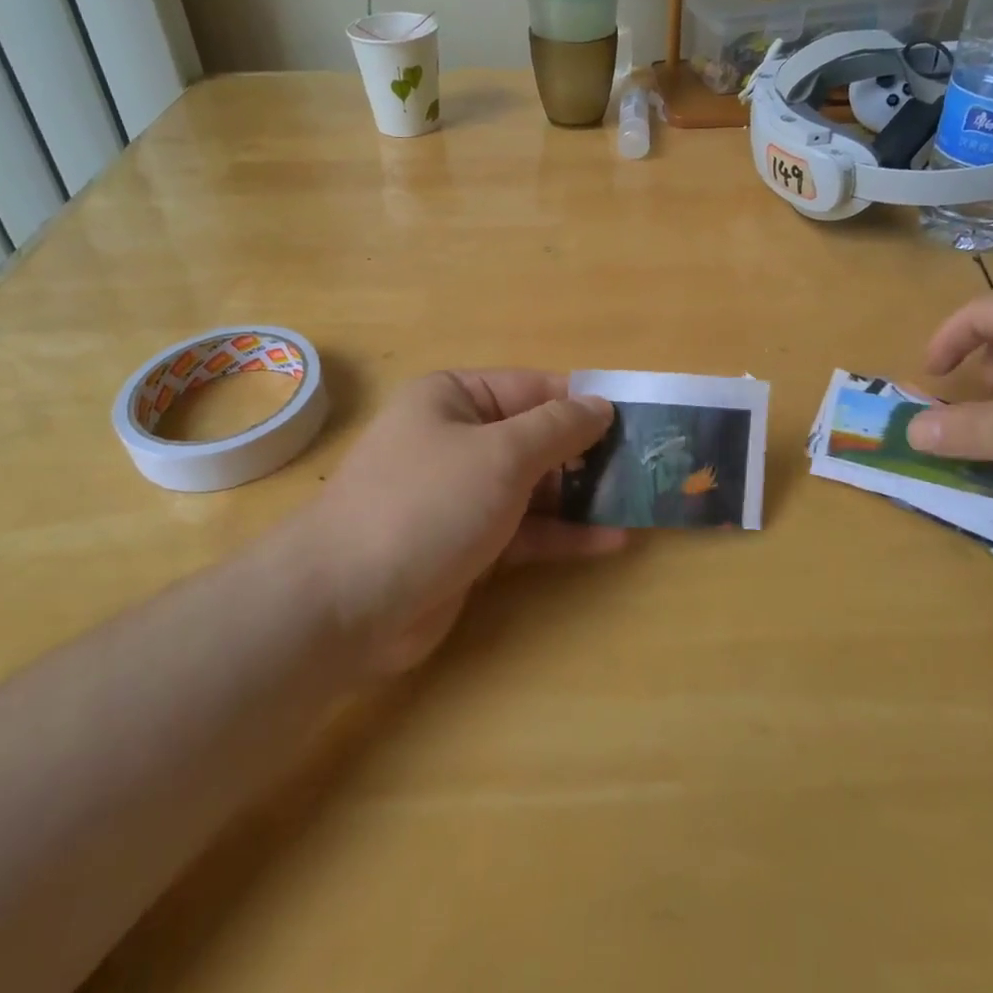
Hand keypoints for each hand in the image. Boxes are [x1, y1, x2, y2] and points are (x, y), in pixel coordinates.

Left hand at [306, 370, 624, 675]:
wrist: (345, 604)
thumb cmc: (426, 504)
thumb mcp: (501, 454)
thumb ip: (558, 428)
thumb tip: (601, 404)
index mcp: (455, 398)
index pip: (534, 388)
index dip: (585, 404)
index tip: (637, 422)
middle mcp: (458, 439)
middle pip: (537, 438)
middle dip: (589, 454)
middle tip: (647, 467)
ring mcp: (462, 494)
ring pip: (535, 487)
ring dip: (583, 496)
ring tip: (639, 502)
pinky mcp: (467, 544)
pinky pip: (525, 530)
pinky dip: (564, 534)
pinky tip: (612, 540)